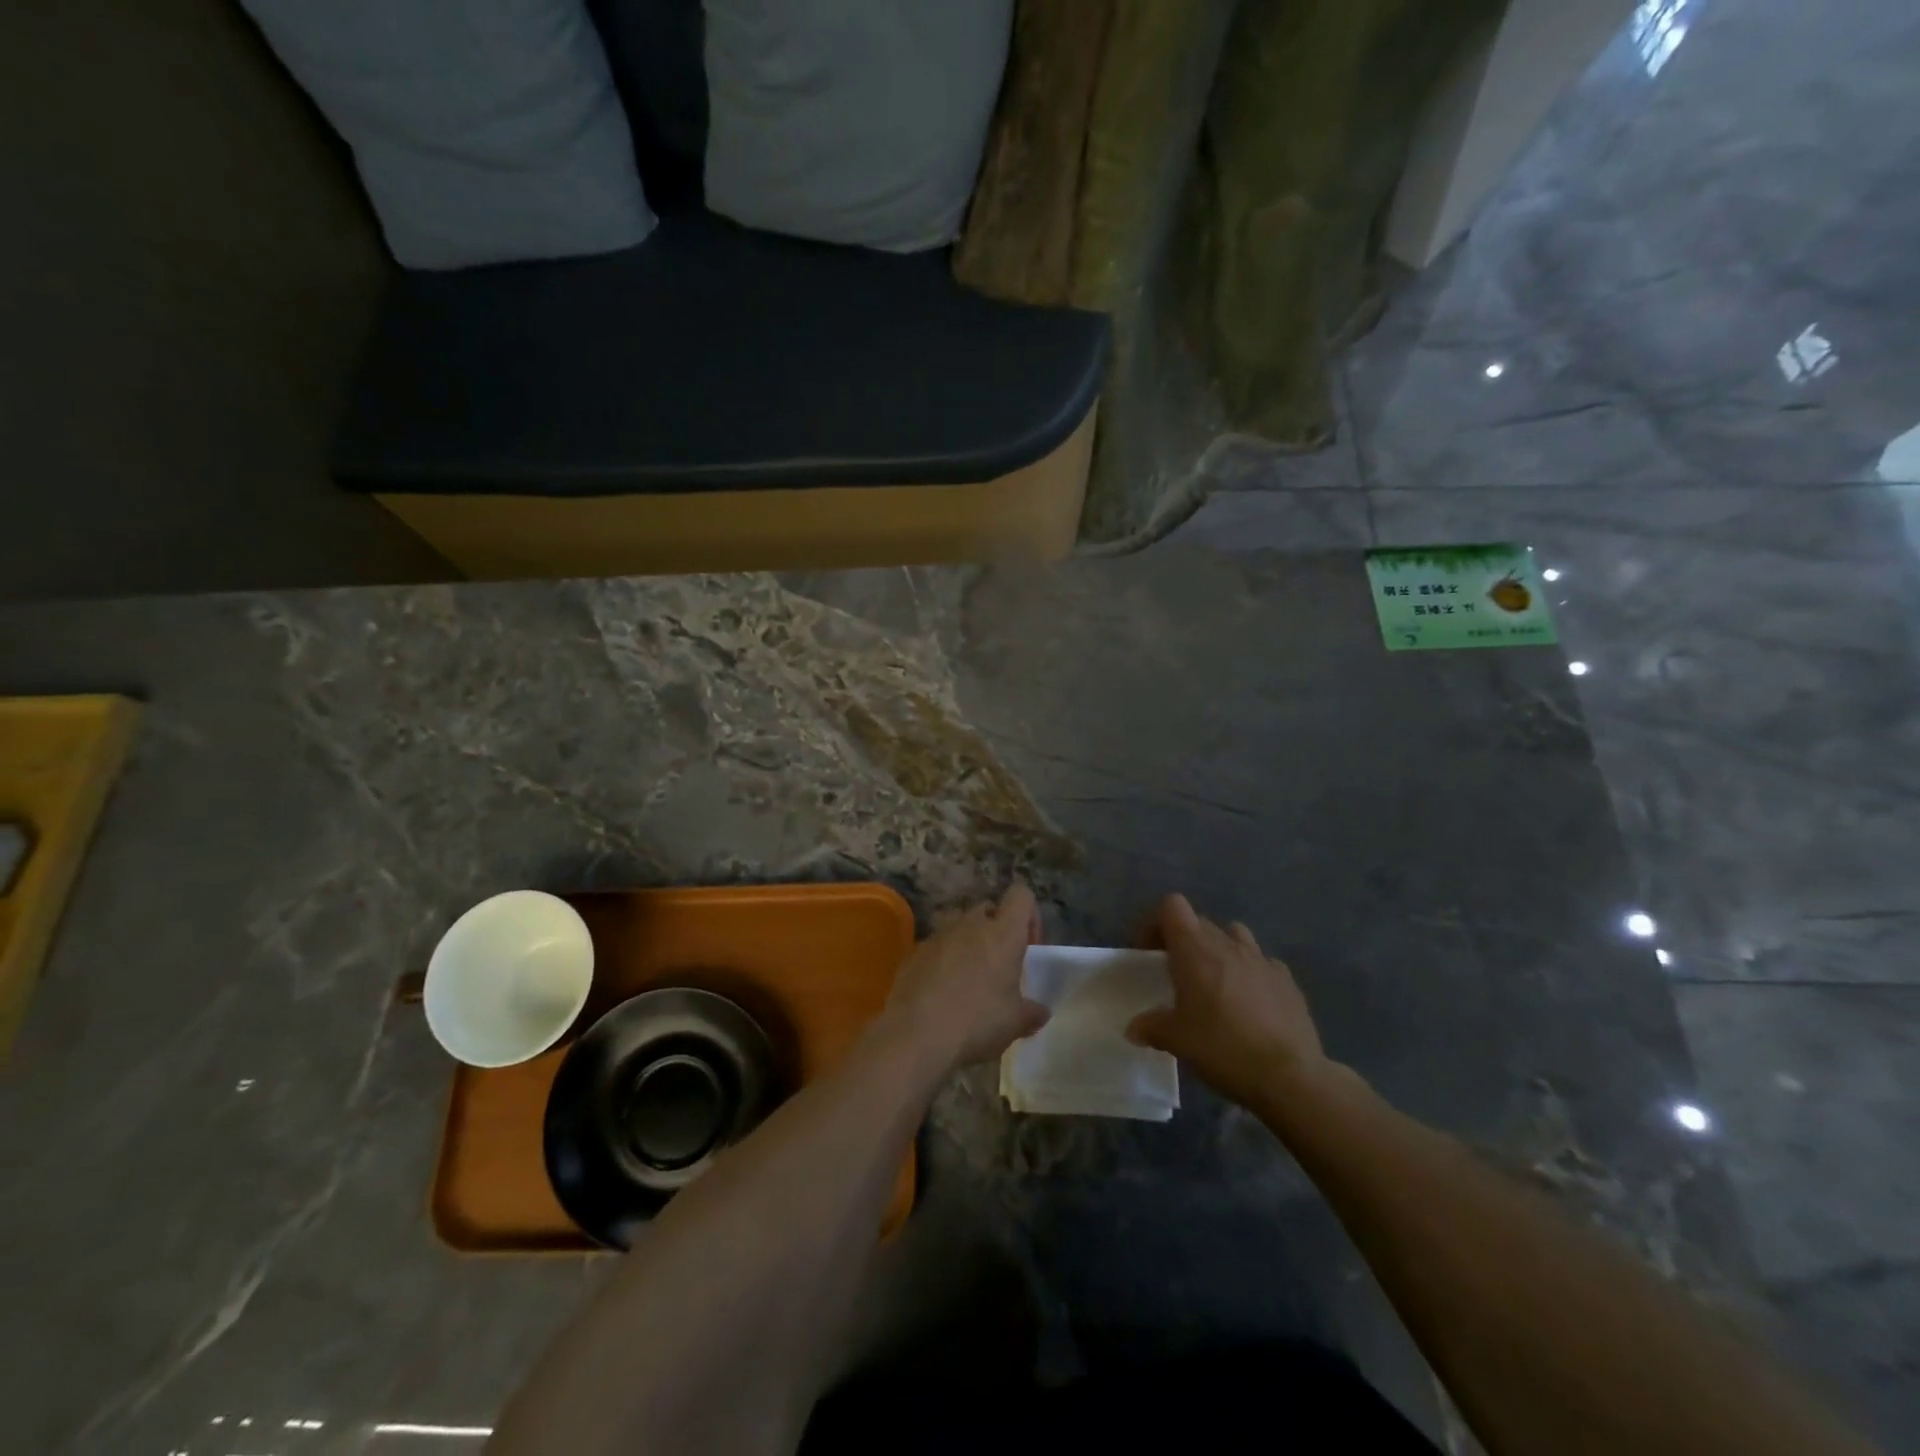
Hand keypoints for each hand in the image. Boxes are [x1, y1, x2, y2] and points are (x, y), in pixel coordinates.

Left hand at [882, 883, 1049, 1076]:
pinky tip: (941, 993)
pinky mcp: (914, 951)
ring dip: (968, 944)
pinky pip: (936, 947)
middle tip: (999, 967)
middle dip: (996, 931)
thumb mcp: (1015, 1023)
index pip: (1021, 896)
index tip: (1028, 946)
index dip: (1029, 915)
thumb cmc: (976, 1022)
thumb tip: (1040, 1012)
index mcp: (1002, 933)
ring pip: (959, 926)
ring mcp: (938, 935)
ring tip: (968, 980)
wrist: (915, 1034)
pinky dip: (942, 961)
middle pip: (988, 910)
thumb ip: (1032, 1012)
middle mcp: (970, 924)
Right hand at [1126, 894, 1335, 1111]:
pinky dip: (1251, 973)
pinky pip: (1263, 963)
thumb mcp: (1176, 1040)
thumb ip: (1151, 1027)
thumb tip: (1133, 1028)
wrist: (1289, 1076)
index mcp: (1195, 949)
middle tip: (1177, 976)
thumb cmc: (1222, 1048)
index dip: (1156, 923)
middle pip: (1199, 922)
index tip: (1149, 953)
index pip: (1172, 907)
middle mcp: (1227, 944)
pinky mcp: (1287, 980)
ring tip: (1215, 982)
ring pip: (1234, 935)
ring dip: (1220, 949)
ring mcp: (1262, 959)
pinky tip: (1251, 1002)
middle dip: (1184, 941)